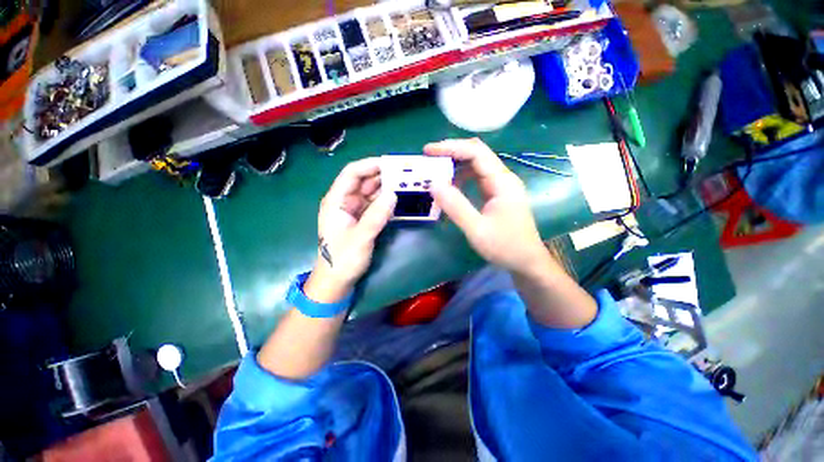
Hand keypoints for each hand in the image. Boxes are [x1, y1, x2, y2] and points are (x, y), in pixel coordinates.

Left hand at [305, 158, 396, 301]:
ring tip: (406, 184)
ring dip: (386, 188)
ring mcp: (354, 210)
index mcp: (336, 200)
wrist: (337, 281)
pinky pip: (375, 205)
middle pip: (363, 181)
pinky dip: (386, 201)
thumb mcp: (360, 238)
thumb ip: (376, 216)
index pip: (352, 173)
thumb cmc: (342, 260)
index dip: (370, 165)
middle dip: (382, 176)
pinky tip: (399, 199)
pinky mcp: (362, 219)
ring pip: (371, 192)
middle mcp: (344, 201)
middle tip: (404, 174)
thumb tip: (393, 193)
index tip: (391, 163)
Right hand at [426, 138, 549, 275]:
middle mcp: (503, 178)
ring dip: (455, 165)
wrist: (526, 261)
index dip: (451, 147)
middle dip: (451, 152)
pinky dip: (461, 178)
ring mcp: (501, 185)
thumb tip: (433, 184)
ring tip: (435, 171)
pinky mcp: (497, 194)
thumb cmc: (505, 247)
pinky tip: (450, 186)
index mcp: (502, 182)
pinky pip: (477, 178)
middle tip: (429, 159)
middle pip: (477, 154)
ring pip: (476, 165)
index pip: (476, 152)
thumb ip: (456, 207)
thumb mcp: (477, 230)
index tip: (428, 151)